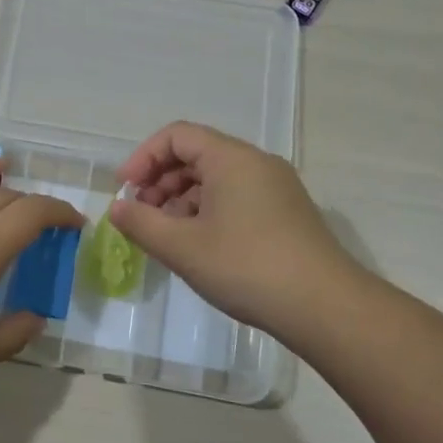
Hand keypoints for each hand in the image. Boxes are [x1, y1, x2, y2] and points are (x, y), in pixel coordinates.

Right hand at [110, 121, 360, 343]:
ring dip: (181, 199)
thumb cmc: (247, 267)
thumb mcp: (183, 247)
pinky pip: (236, 197)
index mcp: (231, 158)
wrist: (325, 307)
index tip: (125, 191)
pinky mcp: (285, 213)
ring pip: (216, 178)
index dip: (143, 157)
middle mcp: (256, 163)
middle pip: (196, 154)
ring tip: (166, 235)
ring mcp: (275, 188)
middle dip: (160, 180)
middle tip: (142, 216)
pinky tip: (199, 246)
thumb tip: (117, 208)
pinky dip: (207, 211)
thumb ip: (141, 223)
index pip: (177, 135)